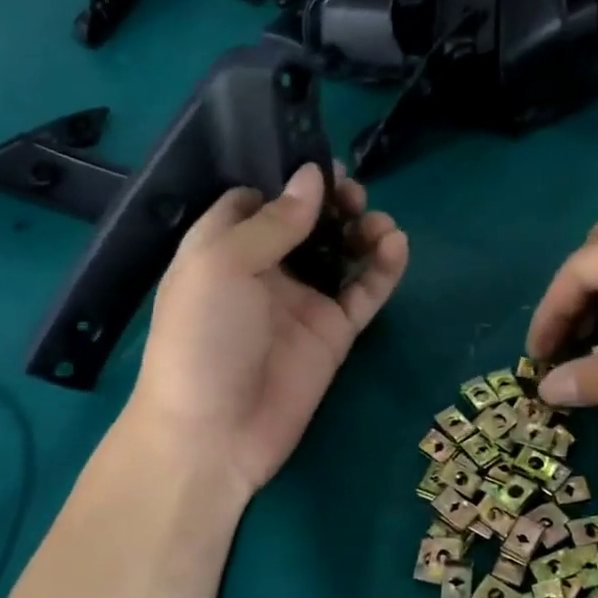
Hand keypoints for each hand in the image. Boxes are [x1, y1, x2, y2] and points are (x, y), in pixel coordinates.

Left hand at [127, 163, 408, 498]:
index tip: (319, 163)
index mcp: (224, 247)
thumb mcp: (221, 265)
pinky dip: (383, 269)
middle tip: (354, 195)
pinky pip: (365, 293)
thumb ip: (272, 222)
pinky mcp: (333, 333)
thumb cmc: (202, 338)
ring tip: (377, 222)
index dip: (287, 179)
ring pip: (341, 254)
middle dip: (333, 203)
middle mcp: (264, 270)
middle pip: (307, 223)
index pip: (257, 200)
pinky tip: (396, 245)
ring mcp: (302, 302)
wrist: (214, 433)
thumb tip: (312, 176)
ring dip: (362, 230)